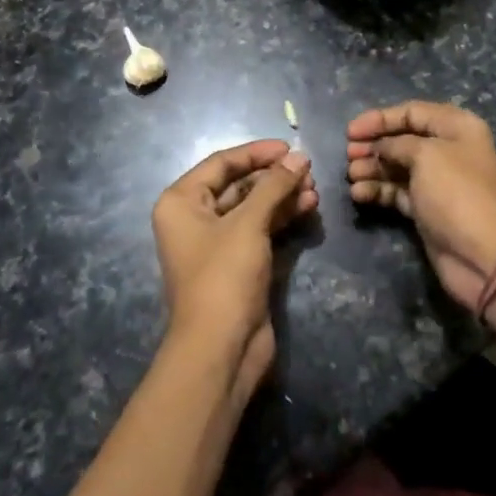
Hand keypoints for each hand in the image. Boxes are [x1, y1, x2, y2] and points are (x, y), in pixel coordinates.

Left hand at [152, 140, 316, 397]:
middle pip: (238, 185)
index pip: (222, 163)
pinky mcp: (237, 264)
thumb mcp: (248, 224)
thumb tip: (299, 157)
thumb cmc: (224, 276)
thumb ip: (274, 186)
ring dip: (282, 196)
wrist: (221, 348)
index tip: (290, 147)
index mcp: (181, 201)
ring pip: (252, 208)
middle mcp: (194, 218)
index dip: (257, 153)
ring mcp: (216, 243)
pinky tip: (308, 208)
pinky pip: (260, 230)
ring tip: (314, 189)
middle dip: (273, 177)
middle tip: (308, 170)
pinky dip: (281, 218)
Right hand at [347, 102, 495, 309]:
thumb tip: (380, 148)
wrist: (484, 256)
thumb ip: (396, 144)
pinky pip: (397, 192)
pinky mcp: (427, 209)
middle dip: (374, 145)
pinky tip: (359, 194)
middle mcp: (448, 150)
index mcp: (456, 127)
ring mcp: (437, 182)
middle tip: (349, 155)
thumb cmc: (457, 193)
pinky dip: (378, 190)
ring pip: (397, 167)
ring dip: (372, 169)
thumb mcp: (426, 155)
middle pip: (402, 139)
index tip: (351, 131)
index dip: (380, 118)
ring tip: (352, 176)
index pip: (412, 112)